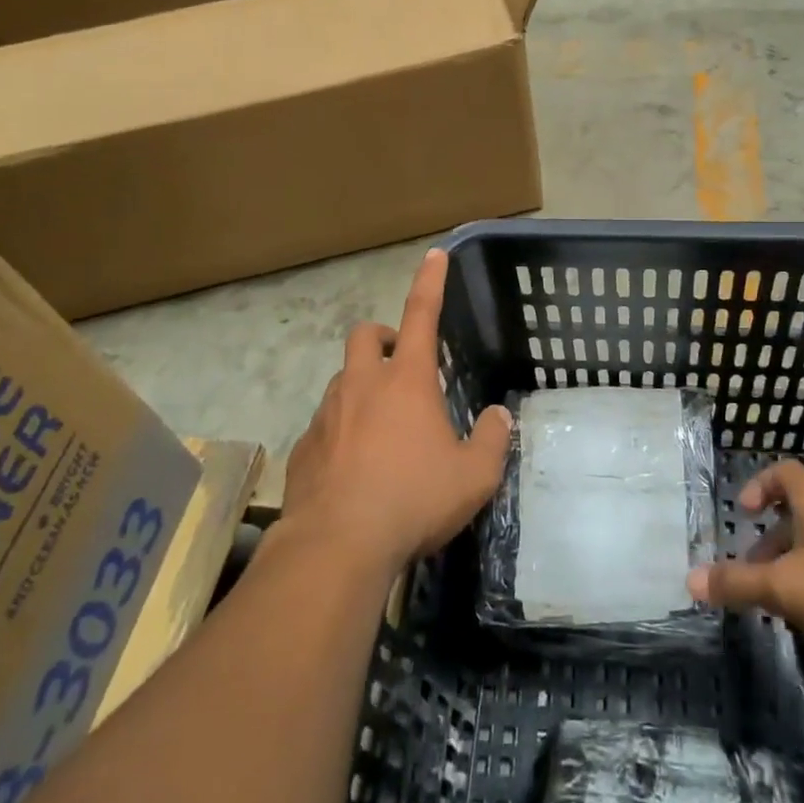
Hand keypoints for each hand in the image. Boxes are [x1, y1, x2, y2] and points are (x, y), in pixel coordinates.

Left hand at [282, 249, 511, 573]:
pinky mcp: (304, 447)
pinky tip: (355, 469)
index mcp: (407, 381)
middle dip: (385, 337)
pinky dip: (342, 431)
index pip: (422, 314)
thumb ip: (493, 440)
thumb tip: (499, 417)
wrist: (336, 547)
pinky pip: (325, 424)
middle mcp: (363, 385)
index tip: (434, 255)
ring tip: (384, 427)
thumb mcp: (474, 476)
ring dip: (363, 387)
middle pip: (366, 335)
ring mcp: (327, 414)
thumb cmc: (413, 500)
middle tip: (404, 366)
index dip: (430, 281)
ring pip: (343, 379)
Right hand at [687, 459, 803, 668]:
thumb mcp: (783, 586)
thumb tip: (691, 579)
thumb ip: (737, 583)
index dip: (759, 485)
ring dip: (793, 568)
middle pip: (797, 514)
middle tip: (752, 571)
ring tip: (777, 602)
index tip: (743, 512)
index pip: (784, 472)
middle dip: (770, 542)